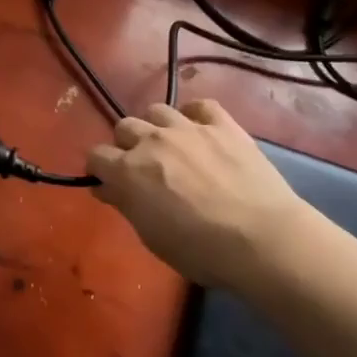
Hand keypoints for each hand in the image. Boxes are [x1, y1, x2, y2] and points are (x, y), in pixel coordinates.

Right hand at [87, 100, 312, 293]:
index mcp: (128, 171)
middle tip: (143, 168)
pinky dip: (194, 115)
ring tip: (171, 147)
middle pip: (124, 126)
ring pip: (157, 111)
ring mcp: (188, 128)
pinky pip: (200, 105)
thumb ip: (126, 205)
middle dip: (127, 145)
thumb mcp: (151, 237)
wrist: (261, 239)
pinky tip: (200, 130)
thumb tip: (106, 187)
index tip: (110, 184)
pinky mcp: (223, 124)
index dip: (100, 169)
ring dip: (157, 127)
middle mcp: (152, 140)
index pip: (96, 156)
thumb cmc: (200, 251)